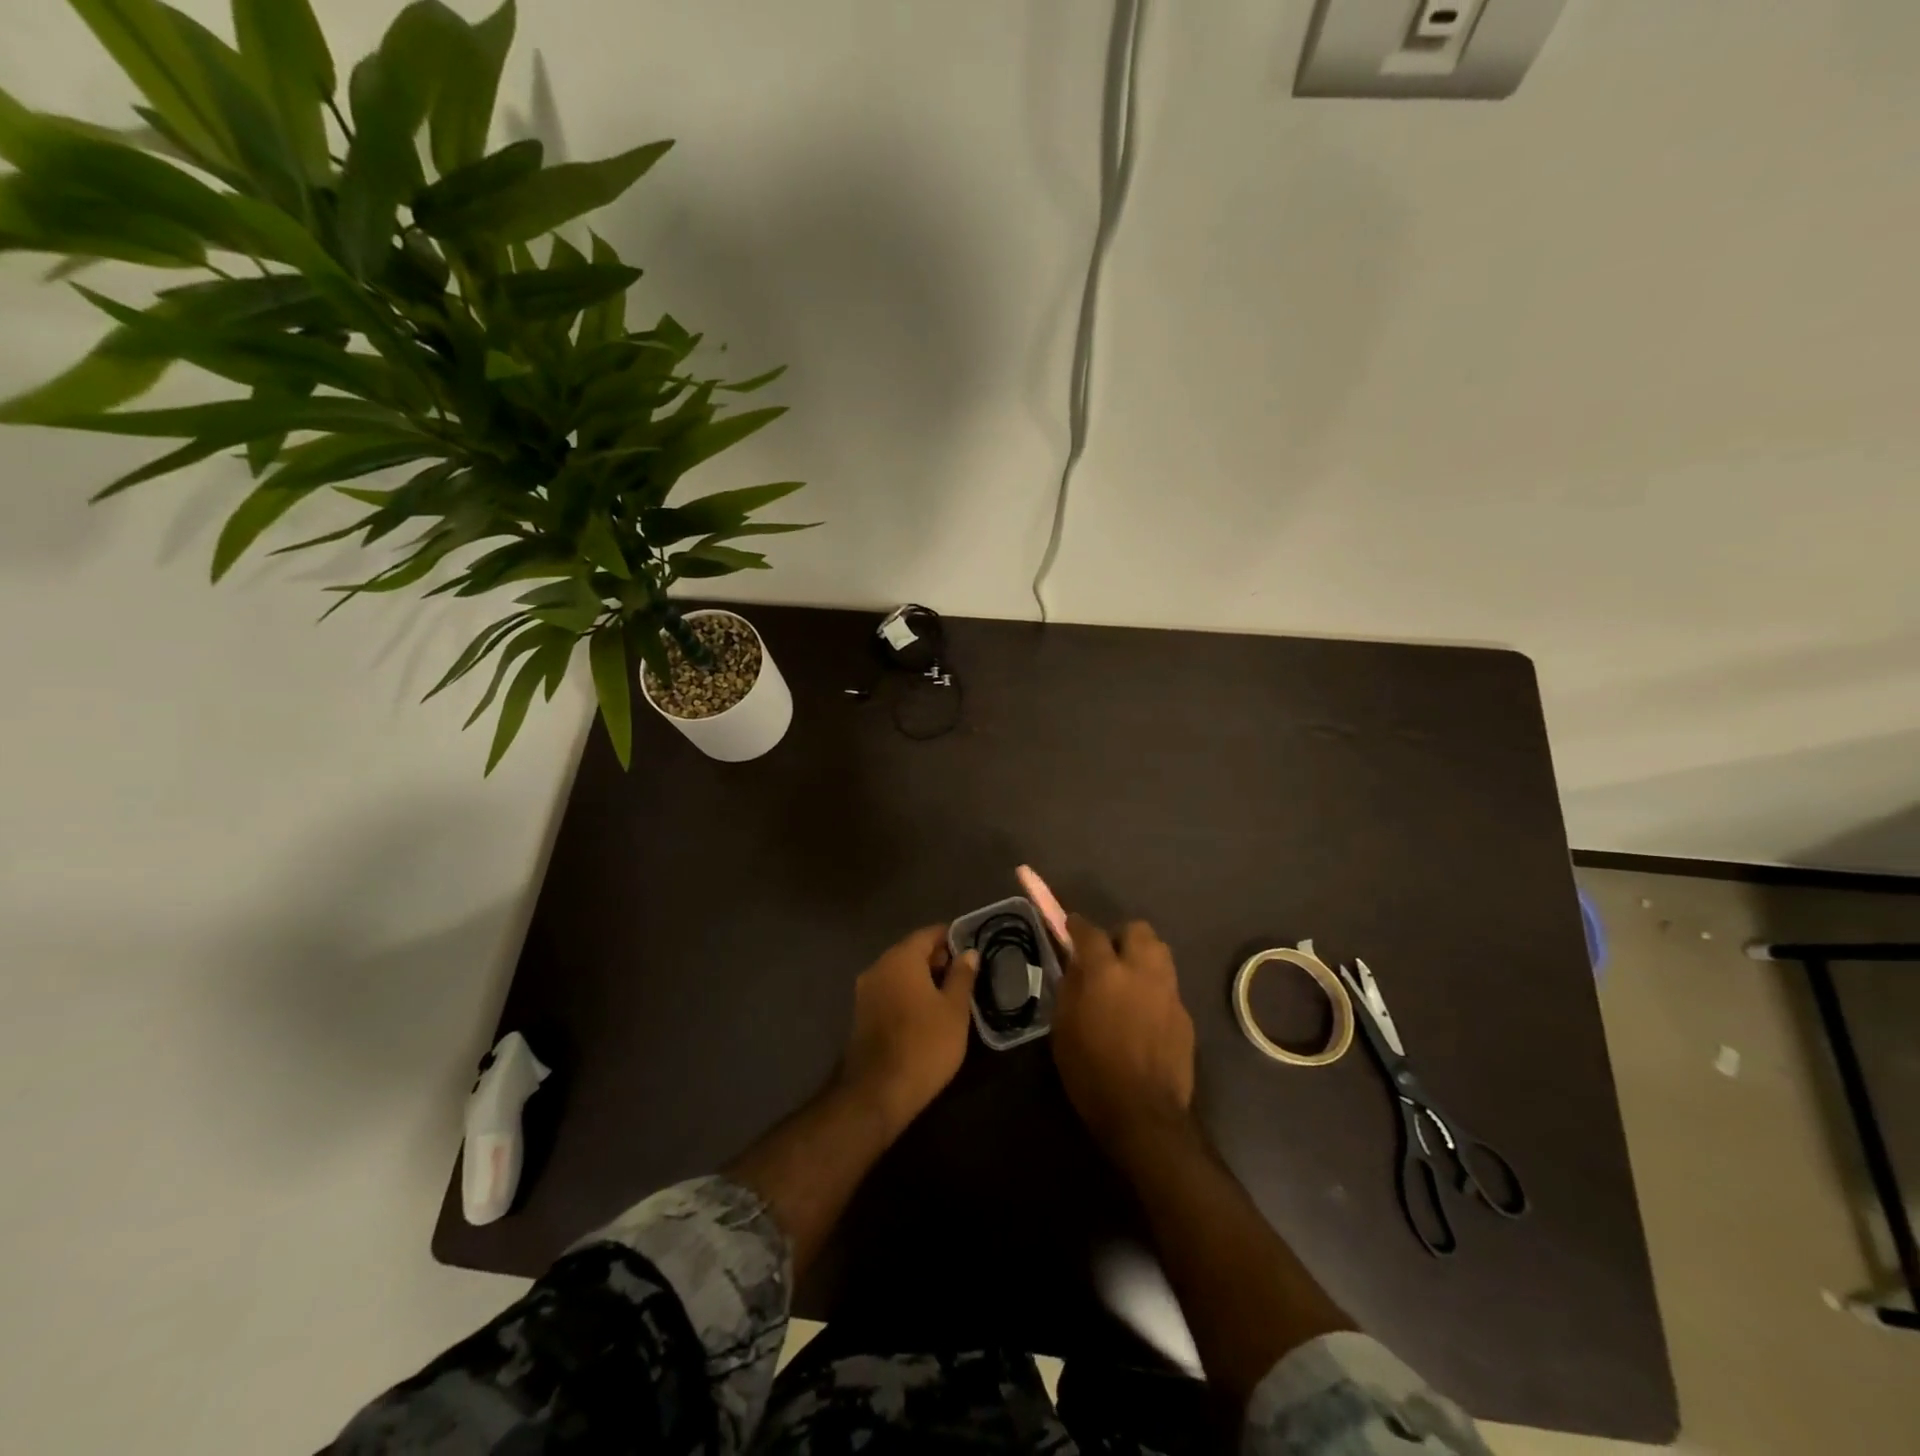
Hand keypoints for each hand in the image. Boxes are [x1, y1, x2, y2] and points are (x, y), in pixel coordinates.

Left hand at [841, 925, 979, 1134]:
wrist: (878, 1092)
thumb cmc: (925, 1044)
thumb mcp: (954, 1010)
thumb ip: (962, 976)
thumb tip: (968, 952)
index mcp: (901, 958)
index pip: (928, 934)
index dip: (951, 937)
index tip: (970, 948)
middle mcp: (878, 966)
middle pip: (911, 951)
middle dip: (937, 958)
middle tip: (964, 974)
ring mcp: (865, 991)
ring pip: (899, 972)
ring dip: (922, 977)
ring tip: (949, 995)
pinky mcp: (861, 1014)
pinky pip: (889, 991)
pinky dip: (907, 993)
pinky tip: (926, 1012)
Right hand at [1053, 915, 1195, 1155]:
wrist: (1144, 1115)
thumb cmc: (1091, 1073)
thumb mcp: (1063, 1028)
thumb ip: (1070, 988)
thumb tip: (1076, 966)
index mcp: (1106, 973)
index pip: (1090, 932)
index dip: (1078, 925)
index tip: (1071, 926)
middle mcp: (1142, 972)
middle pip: (1138, 930)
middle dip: (1121, 936)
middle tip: (1108, 956)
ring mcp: (1169, 992)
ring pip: (1160, 952)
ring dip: (1143, 956)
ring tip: (1129, 978)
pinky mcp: (1185, 1015)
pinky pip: (1169, 986)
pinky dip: (1155, 989)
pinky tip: (1144, 1013)